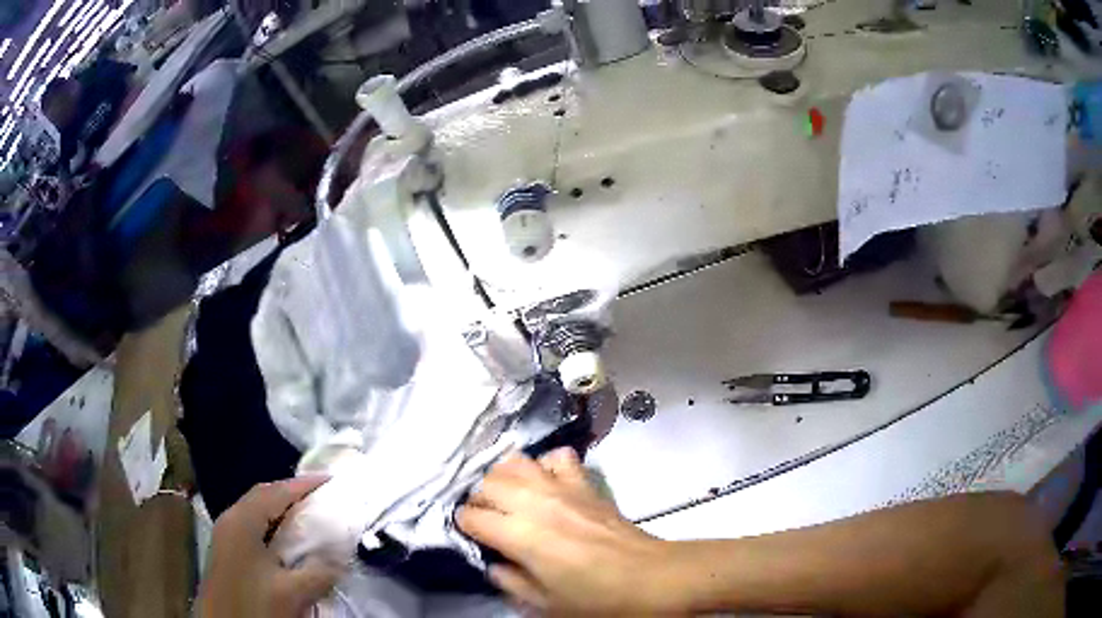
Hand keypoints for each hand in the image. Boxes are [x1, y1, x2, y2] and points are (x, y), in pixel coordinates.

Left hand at [197, 477, 343, 617]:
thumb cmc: (256, 604)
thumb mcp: (293, 592)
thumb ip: (320, 572)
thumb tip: (341, 557)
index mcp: (242, 521)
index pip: (275, 492)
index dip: (304, 484)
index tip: (330, 480)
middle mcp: (230, 520)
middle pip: (262, 496)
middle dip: (291, 493)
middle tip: (321, 496)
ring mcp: (226, 535)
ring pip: (257, 511)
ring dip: (282, 510)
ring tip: (309, 515)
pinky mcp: (228, 551)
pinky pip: (253, 526)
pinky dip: (273, 525)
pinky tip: (288, 541)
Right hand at [457, 449, 674, 614]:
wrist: (649, 576)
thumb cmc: (595, 598)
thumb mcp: (544, 603)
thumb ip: (509, 582)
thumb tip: (493, 564)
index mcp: (519, 535)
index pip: (472, 516)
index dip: (463, 524)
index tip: (468, 534)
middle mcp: (534, 502)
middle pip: (488, 483)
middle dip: (479, 499)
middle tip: (487, 518)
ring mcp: (561, 487)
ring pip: (516, 462)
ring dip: (504, 477)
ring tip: (508, 497)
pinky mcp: (584, 483)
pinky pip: (558, 458)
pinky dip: (545, 465)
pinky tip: (546, 483)